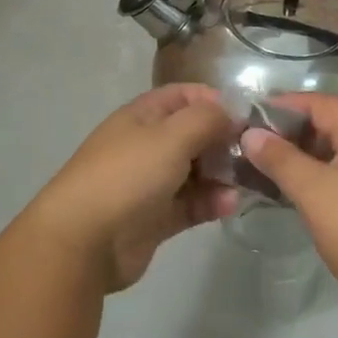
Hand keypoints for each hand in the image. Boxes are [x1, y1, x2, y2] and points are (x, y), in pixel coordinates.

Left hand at [26, 84, 239, 290]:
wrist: (82, 241)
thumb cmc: (127, 176)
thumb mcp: (171, 136)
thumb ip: (207, 119)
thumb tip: (231, 115)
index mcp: (143, 116)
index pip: (184, 96)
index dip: (215, 101)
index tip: (248, 117)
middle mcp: (147, 145)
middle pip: (195, 134)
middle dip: (225, 141)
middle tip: (255, 153)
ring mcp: (151, 183)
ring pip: (197, 171)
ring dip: (223, 174)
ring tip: (248, 182)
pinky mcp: (156, 218)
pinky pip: (192, 204)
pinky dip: (212, 202)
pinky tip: (230, 204)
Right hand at [241, 95, 337, 314]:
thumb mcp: (314, 193)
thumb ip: (281, 159)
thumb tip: (251, 134)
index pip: (324, 103)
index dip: (287, 105)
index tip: (253, 116)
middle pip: (337, 125)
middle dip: (297, 132)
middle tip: (260, 146)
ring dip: (312, 156)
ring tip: (276, 170)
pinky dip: (331, 175)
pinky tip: (308, 194)